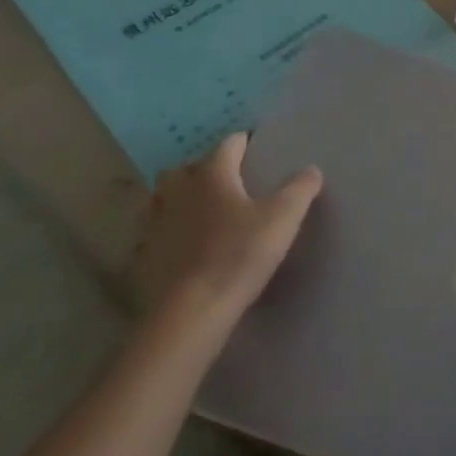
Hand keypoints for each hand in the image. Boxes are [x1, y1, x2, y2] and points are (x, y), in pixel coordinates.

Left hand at [135, 133, 321, 337]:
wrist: (192, 312)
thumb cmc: (240, 254)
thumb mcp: (283, 217)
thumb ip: (300, 188)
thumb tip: (311, 169)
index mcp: (212, 175)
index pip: (228, 145)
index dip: (244, 143)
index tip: (258, 148)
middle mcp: (179, 192)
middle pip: (186, 169)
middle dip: (204, 169)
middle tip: (227, 181)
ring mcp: (156, 225)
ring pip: (164, 200)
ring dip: (180, 199)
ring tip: (202, 211)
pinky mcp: (144, 258)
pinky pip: (155, 235)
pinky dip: (168, 234)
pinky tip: (184, 247)